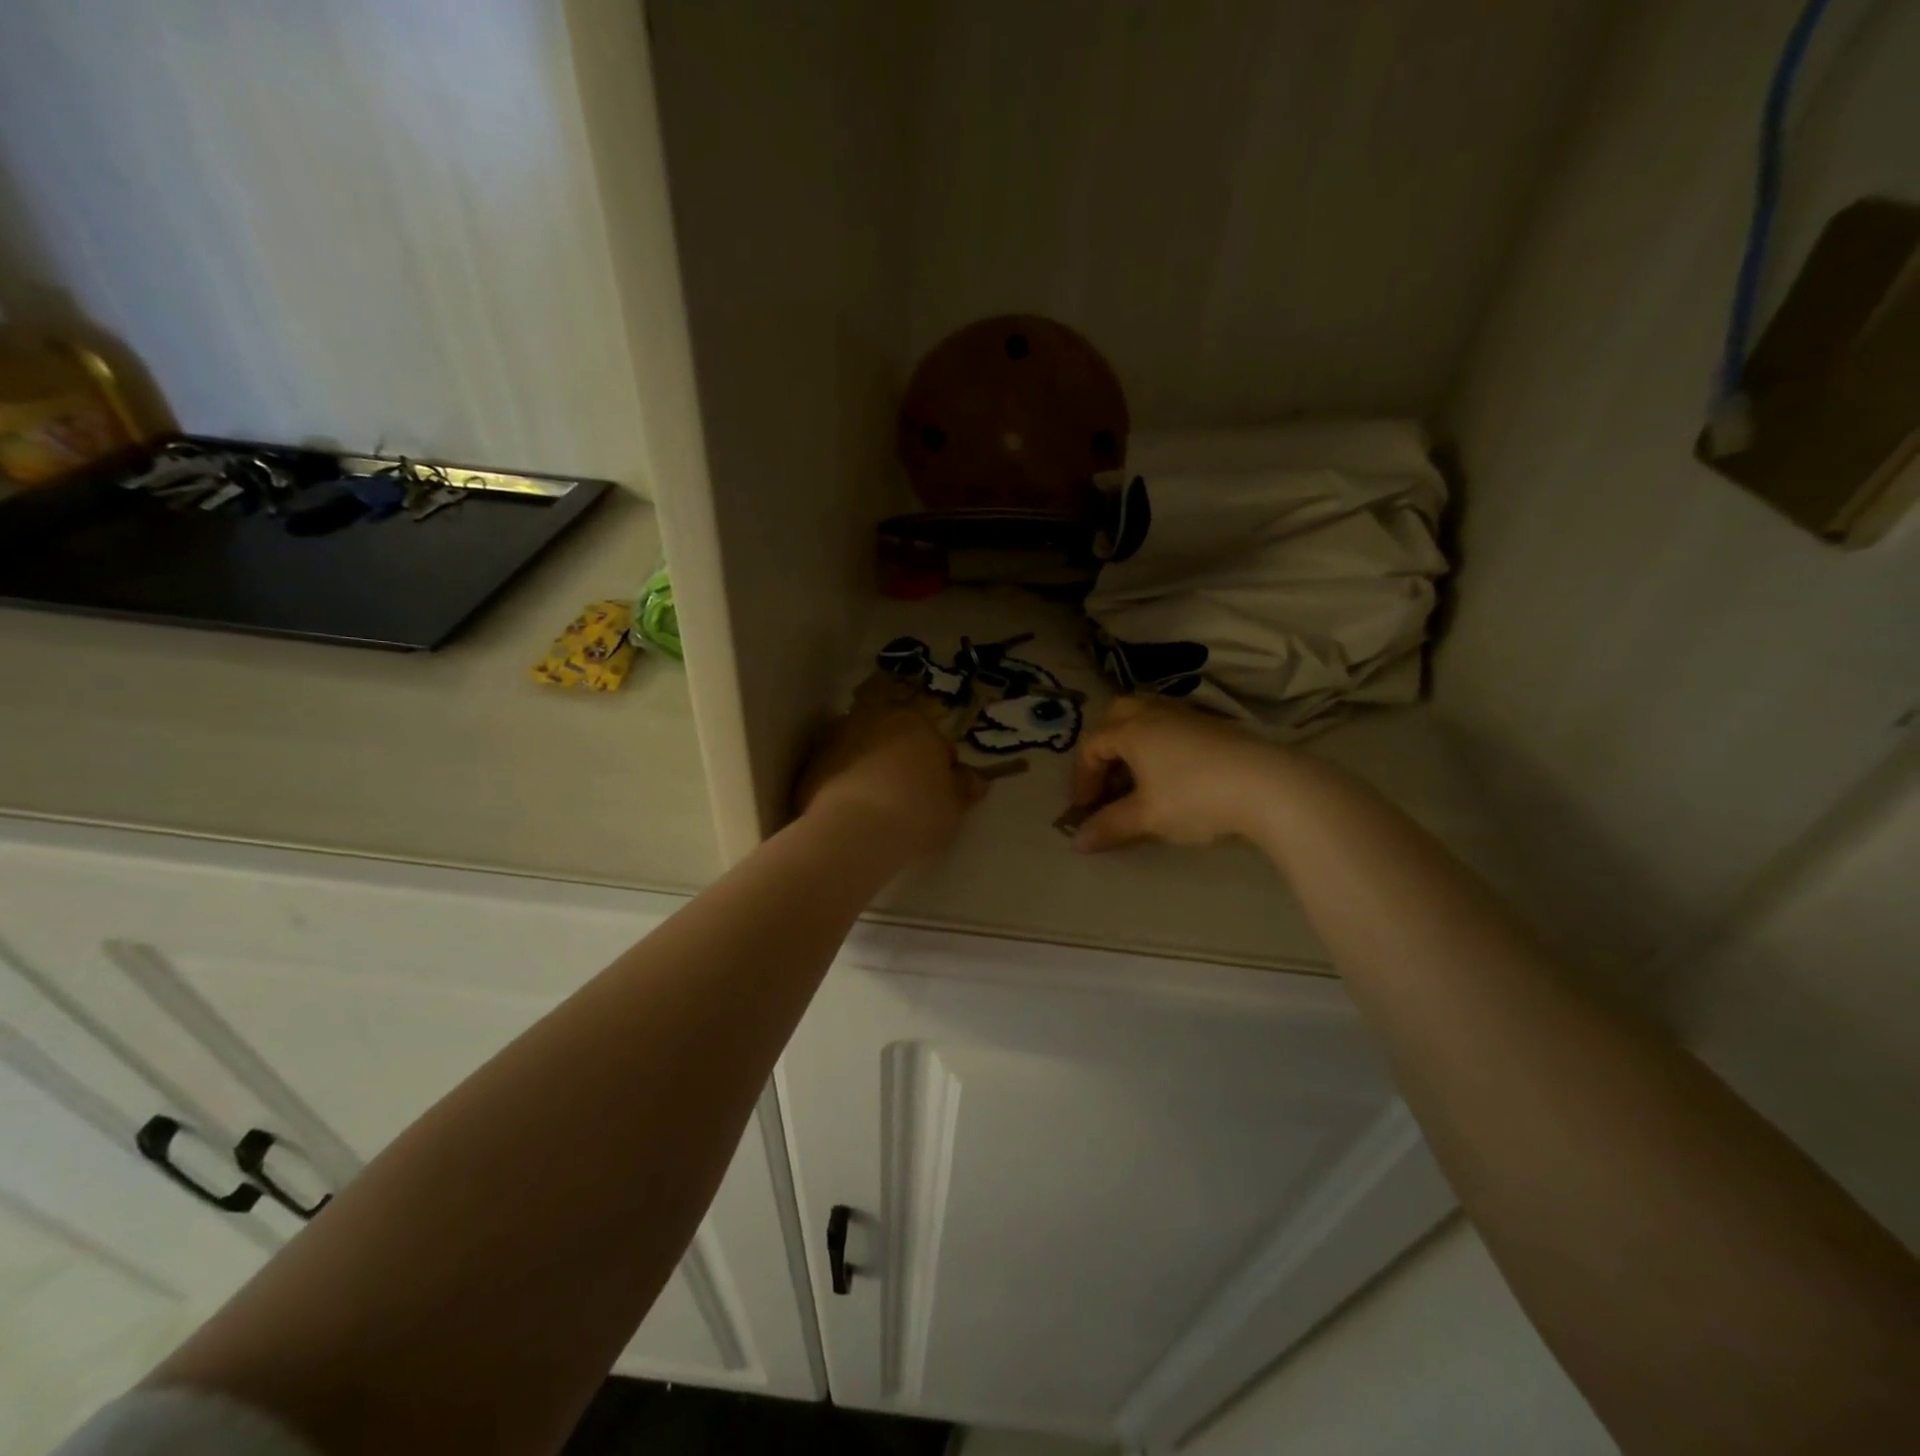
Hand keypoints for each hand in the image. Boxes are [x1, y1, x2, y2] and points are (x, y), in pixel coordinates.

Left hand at [795, 678, 986, 858]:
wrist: (853, 831)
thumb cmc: (915, 813)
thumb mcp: (953, 807)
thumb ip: (965, 788)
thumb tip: (975, 779)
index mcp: (916, 722)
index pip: (935, 741)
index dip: (940, 768)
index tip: (938, 793)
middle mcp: (875, 718)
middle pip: (894, 738)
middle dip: (900, 758)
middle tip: (906, 794)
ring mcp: (838, 737)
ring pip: (862, 749)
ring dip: (868, 766)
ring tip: (874, 803)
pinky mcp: (811, 762)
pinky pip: (836, 769)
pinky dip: (842, 782)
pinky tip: (849, 811)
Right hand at [1068, 696, 1291, 851]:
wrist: (1268, 786)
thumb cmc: (1195, 798)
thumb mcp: (1147, 817)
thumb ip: (1110, 826)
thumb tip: (1078, 841)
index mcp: (1132, 730)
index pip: (1093, 746)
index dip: (1082, 778)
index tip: (1085, 809)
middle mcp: (1156, 714)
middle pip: (1118, 715)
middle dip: (1105, 746)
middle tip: (1107, 778)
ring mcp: (1188, 716)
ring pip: (1148, 715)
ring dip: (1133, 742)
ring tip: (1138, 776)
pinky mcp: (1215, 726)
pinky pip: (1173, 726)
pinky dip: (1160, 744)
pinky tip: (1172, 774)